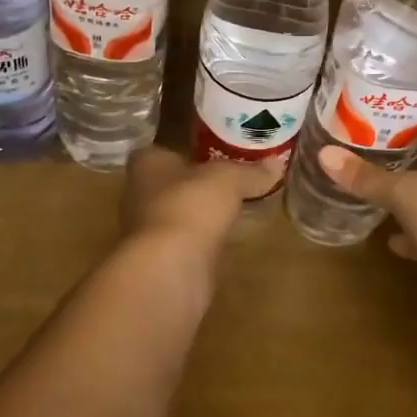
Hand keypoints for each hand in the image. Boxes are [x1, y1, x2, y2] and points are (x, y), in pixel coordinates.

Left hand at [120, 147, 283, 256]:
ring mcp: (149, 230)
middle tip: (234, 177)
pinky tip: (230, 239)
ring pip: (182, 213)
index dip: (189, 147)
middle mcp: (140, 193)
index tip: (216, 149)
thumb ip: (250, 171)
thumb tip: (275, 165)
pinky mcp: (163, 259)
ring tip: (237, 207)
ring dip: (203, 213)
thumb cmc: (190, 206)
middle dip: (199, 182)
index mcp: (147, 163)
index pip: (165, 147)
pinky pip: (190, 242)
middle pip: (173, 181)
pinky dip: (207, 240)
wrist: (170, 269)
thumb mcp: (229, 179)